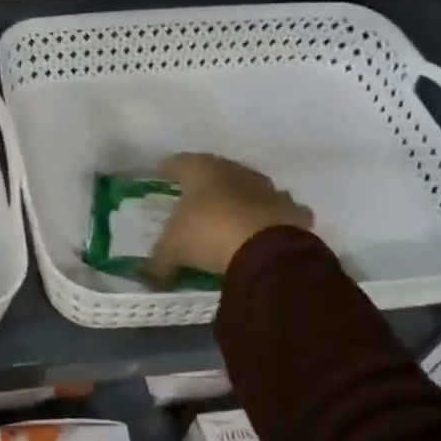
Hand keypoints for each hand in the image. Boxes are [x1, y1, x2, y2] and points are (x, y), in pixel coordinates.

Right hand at [145, 154, 312, 284]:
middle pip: (217, 172)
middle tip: (195, 201)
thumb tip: (147, 278)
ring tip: (232, 217)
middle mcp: (235, 171)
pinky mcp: (292, 211)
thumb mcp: (173, 249)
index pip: (180, 162)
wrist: (268, 252)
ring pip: (251, 188)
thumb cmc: (209, 234)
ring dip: (242, 199)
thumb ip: (158, 261)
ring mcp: (268, 189)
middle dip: (207, 185)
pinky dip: (271, 219)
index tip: (162, 177)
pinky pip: (279, 211)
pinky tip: (265, 232)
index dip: (169, 170)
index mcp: (202, 169)